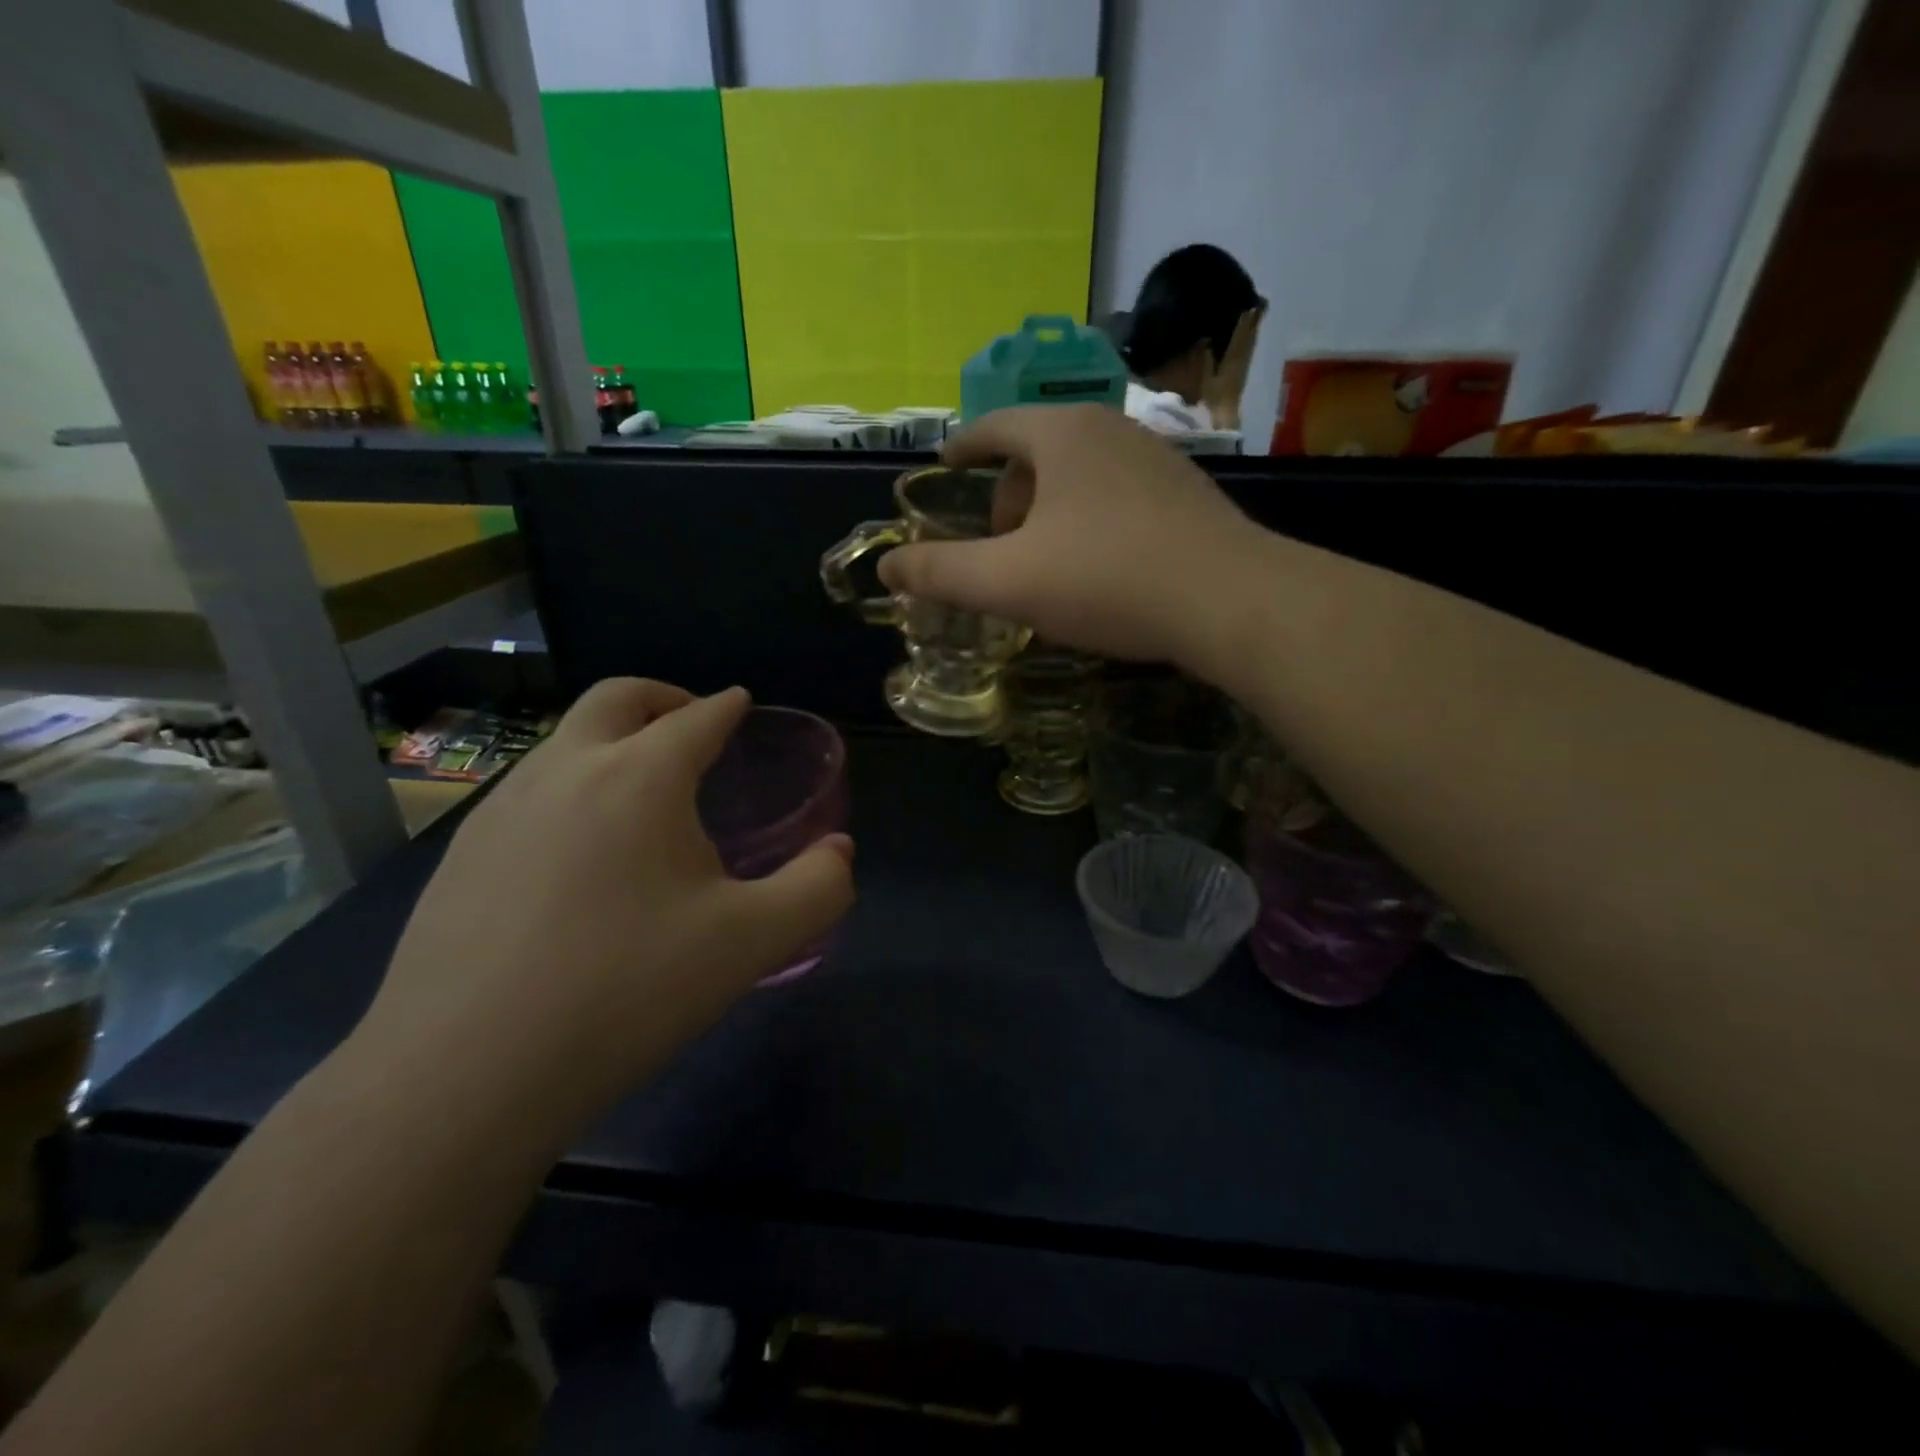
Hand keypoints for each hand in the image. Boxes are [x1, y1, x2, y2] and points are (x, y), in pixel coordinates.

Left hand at [351, 681, 854, 1143]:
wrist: (463, 1075)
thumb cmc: (627, 991)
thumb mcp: (751, 942)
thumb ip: (817, 888)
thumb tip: (840, 851)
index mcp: (639, 777)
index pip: (696, 717)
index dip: (727, 706)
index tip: (741, 702)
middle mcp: (565, 772)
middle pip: (615, 699)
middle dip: (662, 697)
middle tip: (690, 720)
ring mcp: (500, 810)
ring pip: (564, 743)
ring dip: (610, 742)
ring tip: (642, 792)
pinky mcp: (459, 856)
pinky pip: (528, 793)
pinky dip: (570, 788)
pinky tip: (580, 853)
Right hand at [878, 405, 1261, 668]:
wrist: (1231, 602)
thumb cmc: (1108, 580)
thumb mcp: (1009, 581)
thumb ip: (940, 573)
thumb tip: (886, 567)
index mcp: (1062, 434)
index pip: (995, 426)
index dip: (963, 447)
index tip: (945, 465)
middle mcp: (1111, 431)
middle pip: (1038, 453)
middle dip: (1007, 496)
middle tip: (996, 547)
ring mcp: (1156, 461)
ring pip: (1080, 478)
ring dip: (1050, 514)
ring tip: (1044, 566)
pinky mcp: (1187, 496)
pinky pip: (1117, 499)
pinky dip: (1090, 525)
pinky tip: (1098, 572)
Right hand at [1200, 302, 1266, 429]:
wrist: (1227, 413)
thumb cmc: (1214, 396)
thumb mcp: (1207, 378)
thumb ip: (1206, 359)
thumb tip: (1205, 340)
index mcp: (1232, 358)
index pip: (1239, 335)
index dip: (1244, 320)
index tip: (1247, 304)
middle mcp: (1242, 357)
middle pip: (1250, 334)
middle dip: (1254, 318)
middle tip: (1260, 301)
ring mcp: (1245, 363)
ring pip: (1252, 340)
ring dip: (1255, 325)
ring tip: (1259, 310)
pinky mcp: (1245, 368)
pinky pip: (1251, 347)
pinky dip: (1253, 336)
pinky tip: (1254, 332)